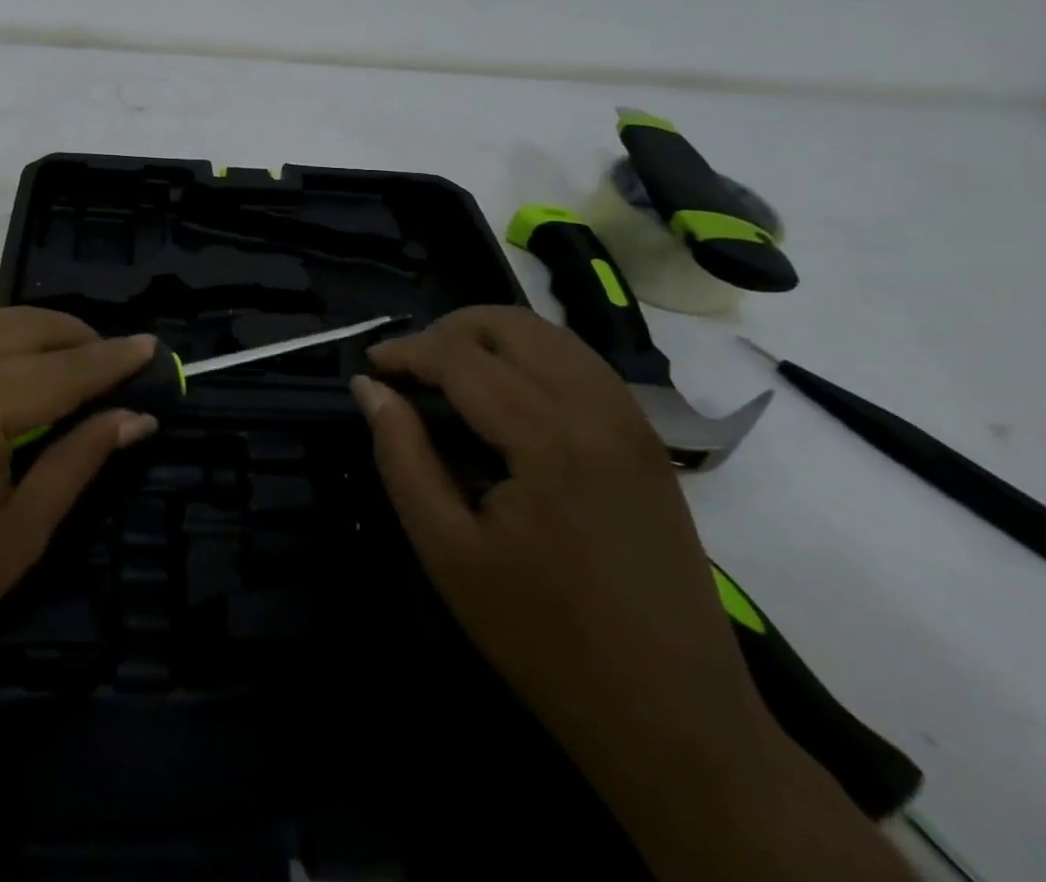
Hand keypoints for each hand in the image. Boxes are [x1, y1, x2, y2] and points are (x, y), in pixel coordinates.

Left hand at [0, 305, 158, 751]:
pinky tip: (0, 360)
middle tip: (115, 364)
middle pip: (34, 326)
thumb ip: (81, 458)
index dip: (117, 359)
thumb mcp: (20, 531)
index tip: (155, 348)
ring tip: (65, 363)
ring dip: (37, 332)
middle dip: (81, 340)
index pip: (70, 366)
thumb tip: (138, 417)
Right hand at [352, 307, 770, 765]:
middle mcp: (597, 408)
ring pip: (550, 336)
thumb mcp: (447, 550)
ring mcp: (632, 422)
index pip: (460, 356)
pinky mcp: (648, 442)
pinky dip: (531, 358)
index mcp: (547, 436)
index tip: (368, 365)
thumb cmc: (545, 638)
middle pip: (510, 325)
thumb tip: (369, 388)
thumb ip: (402, 455)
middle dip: (448, 331)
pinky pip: (580, 365)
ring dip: (489, 338)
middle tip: (407, 370)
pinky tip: (504, 397)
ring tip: (447, 375)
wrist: (676, 720)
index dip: (405, 351)